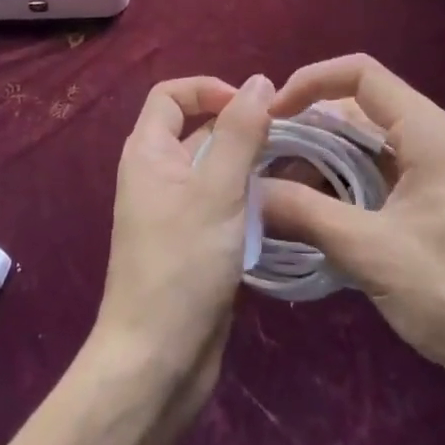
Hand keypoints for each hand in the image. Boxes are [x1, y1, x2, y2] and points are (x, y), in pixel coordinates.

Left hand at [90, 74, 273, 421]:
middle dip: (240, 127)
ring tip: (295, 169)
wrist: (157, 363)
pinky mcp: (195, 243)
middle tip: (288, 138)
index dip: (209, 89)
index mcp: (149, 152)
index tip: (252, 106)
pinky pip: (223, 204)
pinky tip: (283, 207)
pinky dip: (249, 199)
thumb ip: (239, 132)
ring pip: (216, 168)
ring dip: (250, 165)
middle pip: (198, 128)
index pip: (172, 94)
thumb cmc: (182, 265)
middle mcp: (158, 174)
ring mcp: (176, 211)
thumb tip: (260, 81)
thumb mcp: (216, 190)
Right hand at [259, 55, 444, 399]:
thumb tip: (247, 190)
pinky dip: (342, 182)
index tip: (272, 115)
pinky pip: (377, 172)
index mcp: (426, 131)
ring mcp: (434, 169)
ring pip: (365, 142)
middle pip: (358, 106)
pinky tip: (313, 211)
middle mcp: (431, 137)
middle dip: (309, 125)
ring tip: (278, 186)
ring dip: (322, 158)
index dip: (310, 82)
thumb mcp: (373, 252)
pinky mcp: (432, 200)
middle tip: (265, 156)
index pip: (360, 73)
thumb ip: (306, 213)